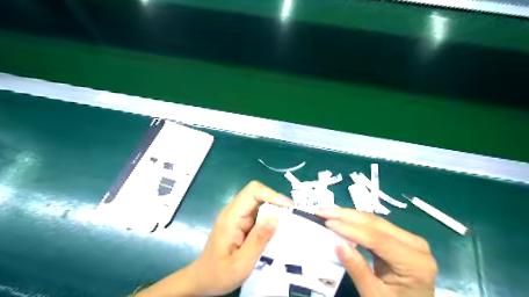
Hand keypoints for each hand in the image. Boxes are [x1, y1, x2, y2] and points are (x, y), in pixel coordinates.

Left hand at [135, 180, 293, 296]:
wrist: (202, 280)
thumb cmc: (218, 274)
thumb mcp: (240, 263)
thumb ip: (258, 240)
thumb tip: (276, 218)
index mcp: (232, 216)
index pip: (253, 191)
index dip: (272, 194)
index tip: (289, 208)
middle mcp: (234, 211)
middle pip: (257, 193)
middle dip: (276, 201)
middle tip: (292, 216)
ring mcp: (237, 216)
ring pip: (259, 202)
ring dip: (274, 209)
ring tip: (288, 223)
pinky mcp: (240, 222)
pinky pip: (257, 213)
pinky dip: (269, 217)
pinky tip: (276, 230)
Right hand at [315, 209, 436, 296]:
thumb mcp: (374, 295)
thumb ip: (358, 270)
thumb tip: (337, 243)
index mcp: (415, 262)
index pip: (377, 239)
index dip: (350, 229)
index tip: (327, 222)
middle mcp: (416, 245)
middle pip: (375, 224)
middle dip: (346, 215)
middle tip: (322, 211)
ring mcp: (409, 239)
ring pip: (374, 221)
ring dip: (348, 215)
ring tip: (327, 211)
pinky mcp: (400, 238)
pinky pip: (375, 226)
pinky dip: (355, 222)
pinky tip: (341, 218)